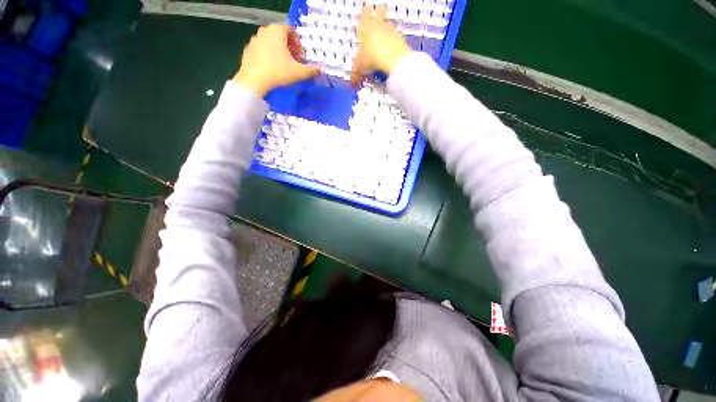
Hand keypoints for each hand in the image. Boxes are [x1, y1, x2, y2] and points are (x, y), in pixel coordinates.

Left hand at [234, 25, 319, 96]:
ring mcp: (255, 39)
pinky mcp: (248, 49)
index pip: (291, 30)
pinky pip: (262, 49)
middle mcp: (265, 31)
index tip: (300, 55)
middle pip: (281, 35)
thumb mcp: (299, 72)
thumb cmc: (278, 72)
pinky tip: (272, 68)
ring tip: (284, 66)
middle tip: (294, 61)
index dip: (298, 42)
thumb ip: (312, 70)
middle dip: (289, 47)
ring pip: (271, 41)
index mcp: (277, 31)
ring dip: (279, 51)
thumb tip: (323, 69)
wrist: (254, 80)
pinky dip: (269, 55)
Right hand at [350, 5, 411, 85]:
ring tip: (387, 33)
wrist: (391, 59)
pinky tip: (394, 47)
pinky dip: (396, 40)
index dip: (365, 11)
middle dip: (379, 11)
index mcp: (365, 28)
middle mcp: (378, 26)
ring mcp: (391, 31)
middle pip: (380, 11)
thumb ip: (355, 75)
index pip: (364, 14)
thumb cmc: (372, 59)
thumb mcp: (359, 69)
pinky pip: (398, 36)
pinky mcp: (401, 39)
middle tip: (380, 11)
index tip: (366, 8)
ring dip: (388, 27)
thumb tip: (352, 84)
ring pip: (390, 23)